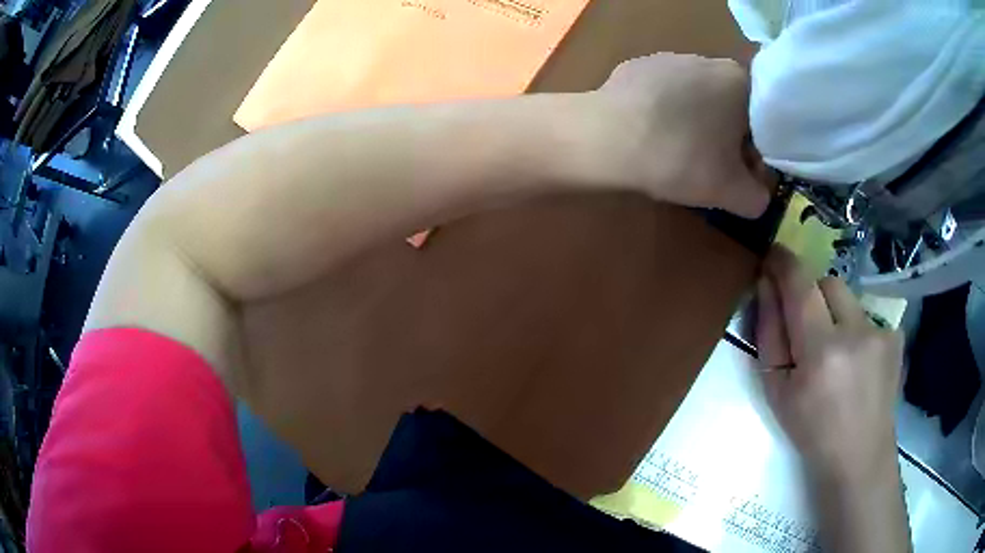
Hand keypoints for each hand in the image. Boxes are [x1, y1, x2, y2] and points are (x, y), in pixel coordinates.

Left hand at [592, 54, 770, 218]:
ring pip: (698, 98)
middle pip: (731, 106)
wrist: (606, 137)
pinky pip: (664, 93)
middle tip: (711, 167)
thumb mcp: (731, 192)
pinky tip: (650, 134)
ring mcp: (669, 58)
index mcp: (739, 80)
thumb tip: (759, 195)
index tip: (741, 174)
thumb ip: (758, 198)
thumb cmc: (680, 158)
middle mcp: (708, 60)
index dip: (757, 153)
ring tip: (676, 151)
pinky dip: (666, 113)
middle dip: (728, 138)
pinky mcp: (638, 66)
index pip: (764, 121)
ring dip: (697, 124)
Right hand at [755, 245, 903, 481]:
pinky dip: (857, 330)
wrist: (859, 457)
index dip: (784, 262)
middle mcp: (856, 332)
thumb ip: (769, 334)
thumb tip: (766, 285)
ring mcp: (881, 332)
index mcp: (821, 351)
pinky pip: (867, 316)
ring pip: (849, 299)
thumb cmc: (811, 432)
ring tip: (837, 355)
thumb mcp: (776, 393)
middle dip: (812, 295)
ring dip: (836, 315)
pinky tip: (858, 363)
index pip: (800, 285)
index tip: (773, 254)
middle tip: (807, 328)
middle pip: (828, 282)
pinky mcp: (896, 336)